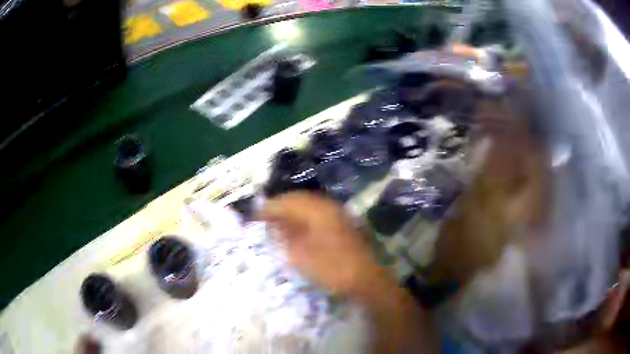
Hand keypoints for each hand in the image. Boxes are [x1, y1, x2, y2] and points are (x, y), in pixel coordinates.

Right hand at [260, 192, 390, 298]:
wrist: (366, 280)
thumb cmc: (332, 269)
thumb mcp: (301, 256)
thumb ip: (284, 237)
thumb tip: (271, 225)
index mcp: (318, 210)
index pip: (288, 201)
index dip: (269, 207)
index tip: (255, 215)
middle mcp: (328, 206)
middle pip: (298, 200)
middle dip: (280, 207)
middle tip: (264, 218)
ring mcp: (337, 214)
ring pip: (308, 206)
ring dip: (291, 213)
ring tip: (277, 224)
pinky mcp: (341, 224)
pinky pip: (317, 215)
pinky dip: (303, 219)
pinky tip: (296, 230)